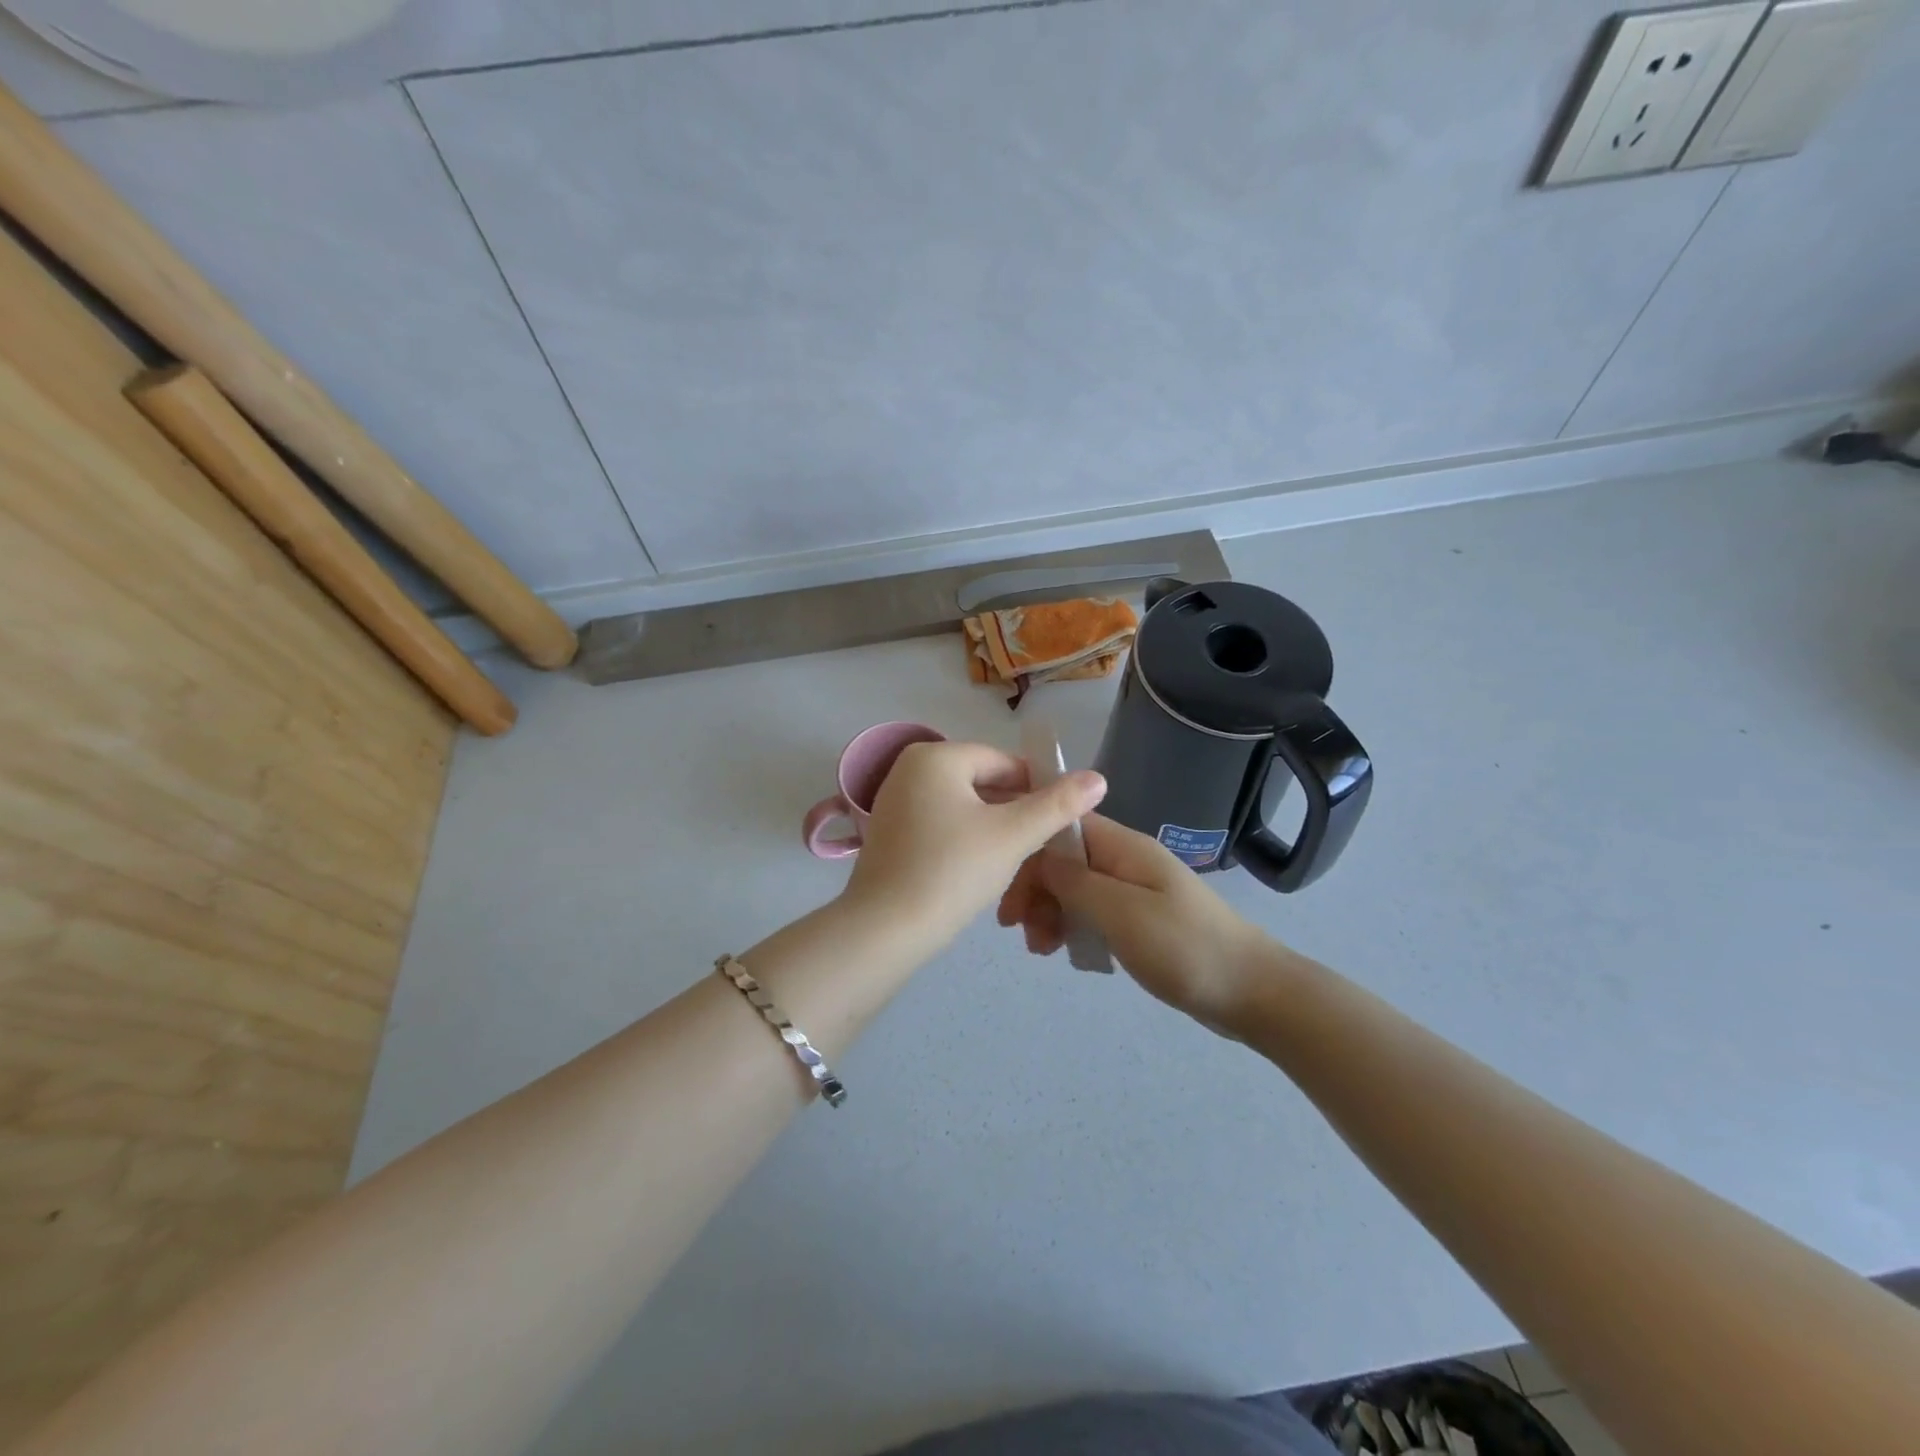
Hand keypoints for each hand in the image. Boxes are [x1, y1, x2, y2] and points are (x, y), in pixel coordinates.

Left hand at [842, 741, 1107, 956]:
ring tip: (1017, 864)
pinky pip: (941, 826)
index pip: (1004, 762)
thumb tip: (1098, 778)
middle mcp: (909, 769)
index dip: (1039, 790)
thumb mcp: (1012, 835)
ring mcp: (895, 801)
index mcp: (936, 756)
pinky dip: (966, 842)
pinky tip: (980, 871)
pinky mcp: (890, 833)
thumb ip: (1057, 804)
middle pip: (983, 784)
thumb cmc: (952, 871)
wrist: (884, 930)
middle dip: (1015, 814)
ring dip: (994, 831)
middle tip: (1042, 850)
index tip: (1061, 824)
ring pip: (964, 808)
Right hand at [997, 814, 1275, 1036]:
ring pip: (1074, 889)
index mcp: (1123, 847)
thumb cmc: (1184, 947)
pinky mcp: (1139, 919)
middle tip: (1017, 930)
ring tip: (1040, 949)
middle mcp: (1125, 861)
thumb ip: (1075, 881)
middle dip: (1034, 889)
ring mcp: (1134, 890)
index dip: (1028, 853)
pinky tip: (1064, 952)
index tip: (1006, 894)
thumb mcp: (1121, 912)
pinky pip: (1092, 913)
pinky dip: (1072, 927)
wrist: (1251, 992)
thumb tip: (1037, 855)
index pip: (1060, 829)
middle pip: (1063, 860)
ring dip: (1050, 912)